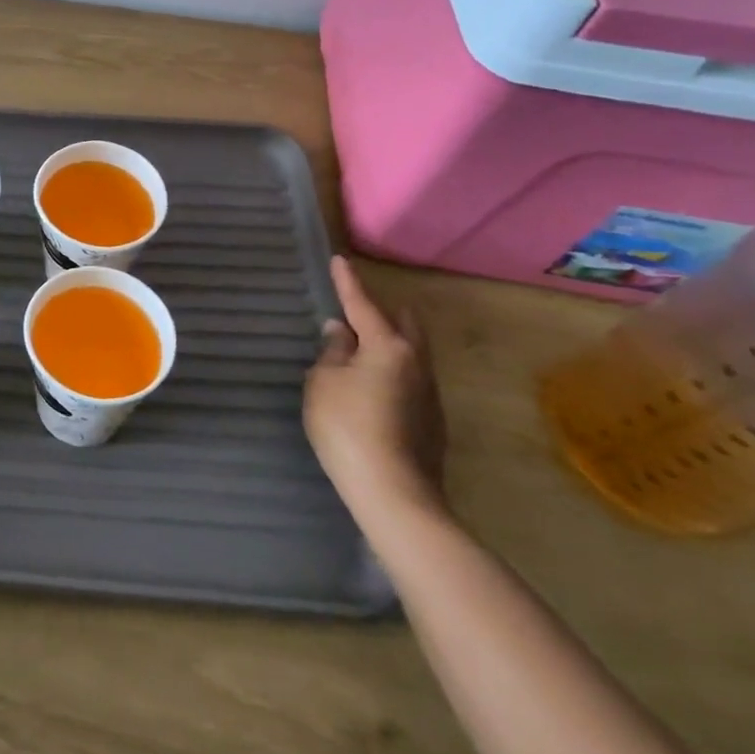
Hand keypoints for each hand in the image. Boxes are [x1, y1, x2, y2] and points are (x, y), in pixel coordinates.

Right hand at [304, 256, 446, 519]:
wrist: (394, 493)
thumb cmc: (348, 427)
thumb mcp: (323, 382)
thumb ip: (331, 352)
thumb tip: (341, 332)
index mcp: (389, 347)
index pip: (363, 305)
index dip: (348, 283)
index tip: (340, 260)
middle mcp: (417, 363)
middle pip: (405, 325)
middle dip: (384, 311)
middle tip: (360, 308)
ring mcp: (429, 394)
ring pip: (411, 354)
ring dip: (389, 343)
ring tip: (363, 346)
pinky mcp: (431, 422)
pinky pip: (410, 380)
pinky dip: (392, 371)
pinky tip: (374, 386)